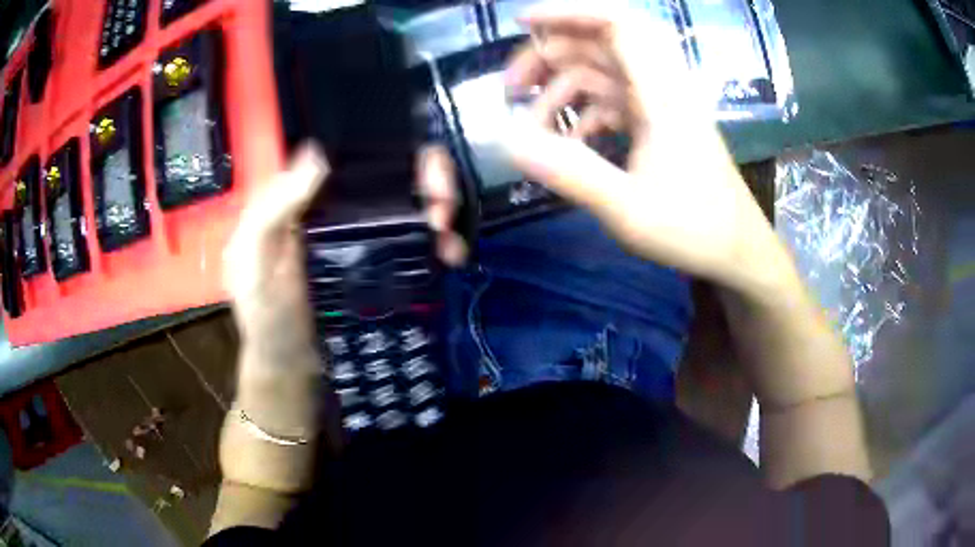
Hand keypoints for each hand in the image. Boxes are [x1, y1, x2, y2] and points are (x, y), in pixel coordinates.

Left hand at [223, 143, 464, 363]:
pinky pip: (419, 238)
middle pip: (397, 172)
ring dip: (443, 209)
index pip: (354, 154)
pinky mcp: (384, 261)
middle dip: (433, 179)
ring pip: (415, 202)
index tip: (422, 172)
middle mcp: (341, 206)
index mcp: (308, 196)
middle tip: (443, 211)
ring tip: (448, 241)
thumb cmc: (267, 314)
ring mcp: (366, 234)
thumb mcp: (253, 260)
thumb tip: (317, 153)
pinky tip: (450, 255)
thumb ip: (272, 209)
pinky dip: (443, 240)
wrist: (294, 365)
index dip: (393, 150)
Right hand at [502, 8, 789, 294]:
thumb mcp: (629, 210)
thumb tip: (509, 142)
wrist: (737, 252)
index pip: (617, 22)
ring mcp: (660, 105)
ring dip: (561, 88)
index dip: (568, 12)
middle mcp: (661, 88)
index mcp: (662, 94)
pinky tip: (567, 143)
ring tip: (531, 124)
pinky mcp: (659, 123)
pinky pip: (612, 101)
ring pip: (601, 73)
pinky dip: (583, 112)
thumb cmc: (695, 230)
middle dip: (548, 55)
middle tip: (510, 89)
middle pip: (599, 43)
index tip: (522, 23)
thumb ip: (571, 173)